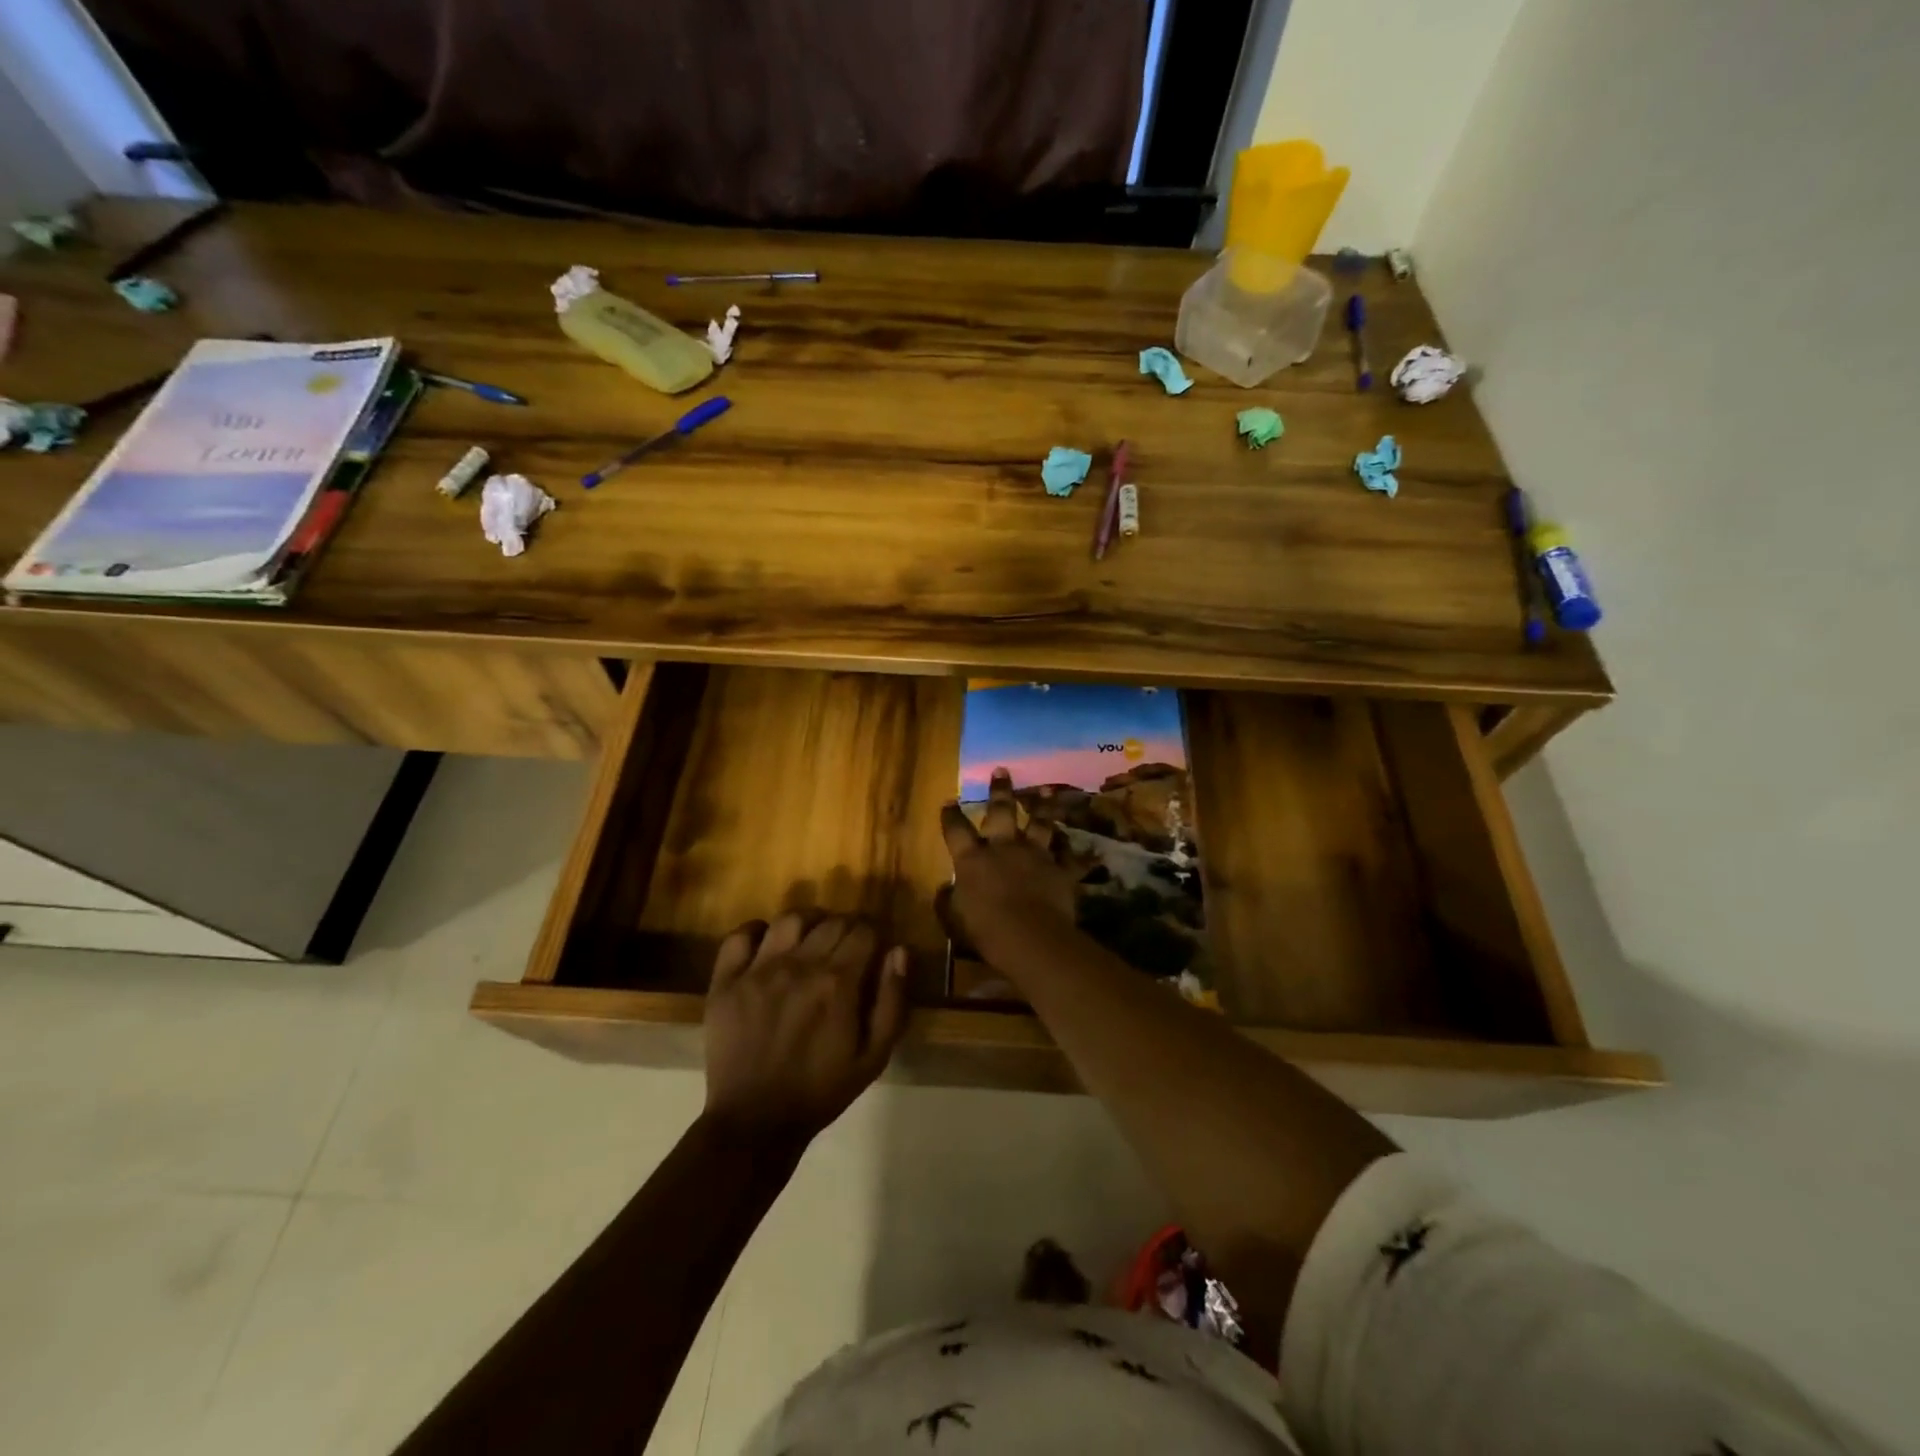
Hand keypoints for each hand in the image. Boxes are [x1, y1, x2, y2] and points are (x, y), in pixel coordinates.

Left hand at [703, 913, 909, 1140]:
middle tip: (845, 948)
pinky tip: (767, 944)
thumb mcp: (874, 1056)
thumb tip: (899, 951)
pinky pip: (739, 936)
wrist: (755, 1122)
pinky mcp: (726, 981)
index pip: (863, 931)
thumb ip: (892, 1000)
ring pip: (789, 919)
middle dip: (846, 928)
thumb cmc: (821, 1091)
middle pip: (831, 922)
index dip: (873, 935)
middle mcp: (799, 965)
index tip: (873, 949)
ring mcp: (758, 970)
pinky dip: (755, 931)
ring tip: (811, 939)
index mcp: (837, 982)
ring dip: (808, 922)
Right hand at [939, 768, 1077, 959]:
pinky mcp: (1060, 870)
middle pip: (1001, 811)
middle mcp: (1004, 848)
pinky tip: (1089, 848)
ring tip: (1045, 790)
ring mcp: (1035, 855)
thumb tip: (945, 889)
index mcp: (972, 858)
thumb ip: (947, 901)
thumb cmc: (984, 929)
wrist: (1030, 937)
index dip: (951, 815)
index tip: (950, 800)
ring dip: (1042, 806)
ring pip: (1040, 823)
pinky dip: (1079, 853)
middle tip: (1002, 770)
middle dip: (1000, 790)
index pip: (956, 829)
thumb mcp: (953, 918)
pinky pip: (1072, 858)